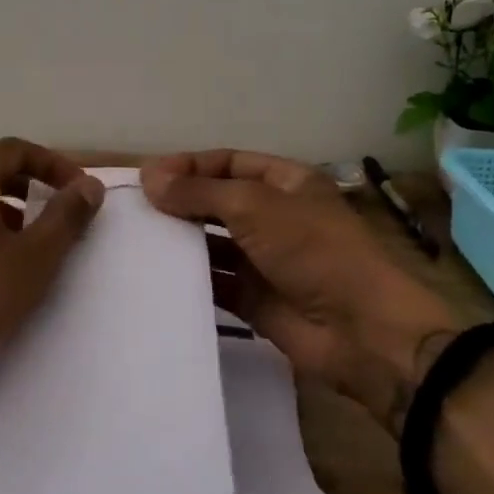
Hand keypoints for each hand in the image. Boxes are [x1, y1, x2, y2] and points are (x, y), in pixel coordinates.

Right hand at [141, 149, 460, 431]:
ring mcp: (264, 259)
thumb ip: (199, 191)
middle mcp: (274, 216)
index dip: (189, 165)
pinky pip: (214, 282)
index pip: (228, 162)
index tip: (147, 177)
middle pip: (217, 200)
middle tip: (133, 209)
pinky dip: (188, 277)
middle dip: (180, 202)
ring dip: (180, 239)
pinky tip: (154, 275)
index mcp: (286, 183)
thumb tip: (148, 176)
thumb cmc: (313, 251)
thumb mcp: (255, 207)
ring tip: (136, 239)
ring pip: (212, 242)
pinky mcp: (254, 299)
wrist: (361, 331)